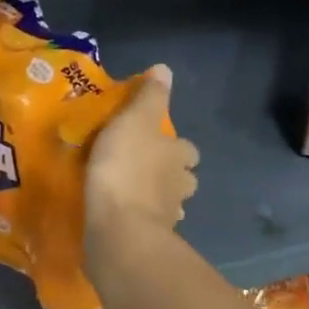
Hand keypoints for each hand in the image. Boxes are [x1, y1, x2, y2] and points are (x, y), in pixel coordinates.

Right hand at [86, 64, 198, 241]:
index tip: (161, 142)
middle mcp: (180, 185)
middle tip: (147, 169)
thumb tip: (166, 69)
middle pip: (184, 177)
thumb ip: (150, 96)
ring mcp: (168, 216)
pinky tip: (125, 218)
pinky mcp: (150, 239)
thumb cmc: (126, 167)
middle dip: (172, 174)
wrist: (120, 228)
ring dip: (158, 198)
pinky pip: (149, 225)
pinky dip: (142, 220)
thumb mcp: (135, 120)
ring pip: (170, 202)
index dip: (178, 145)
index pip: (188, 149)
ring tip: (135, 194)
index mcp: (179, 155)